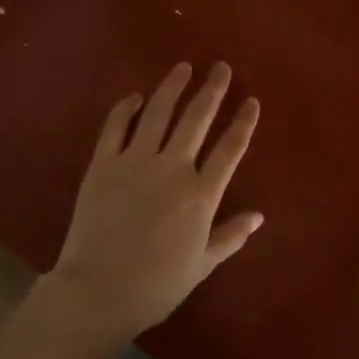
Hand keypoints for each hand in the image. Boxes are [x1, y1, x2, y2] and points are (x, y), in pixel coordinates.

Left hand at [45, 62, 262, 341]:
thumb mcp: (202, 264)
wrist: (99, 291)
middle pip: (197, 118)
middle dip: (212, 90)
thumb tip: (259, 216)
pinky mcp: (103, 163)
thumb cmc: (156, 285)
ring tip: (183, 67)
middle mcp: (173, 168)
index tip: (251, 101)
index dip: (243, 123)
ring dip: (173, 86)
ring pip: (159, 112)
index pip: (230, 149)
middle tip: (220, 68)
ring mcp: (135, 161)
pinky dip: (126, 107)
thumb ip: (231, 236)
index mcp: (201, 194)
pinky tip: (135, 96)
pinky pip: (115, 126)